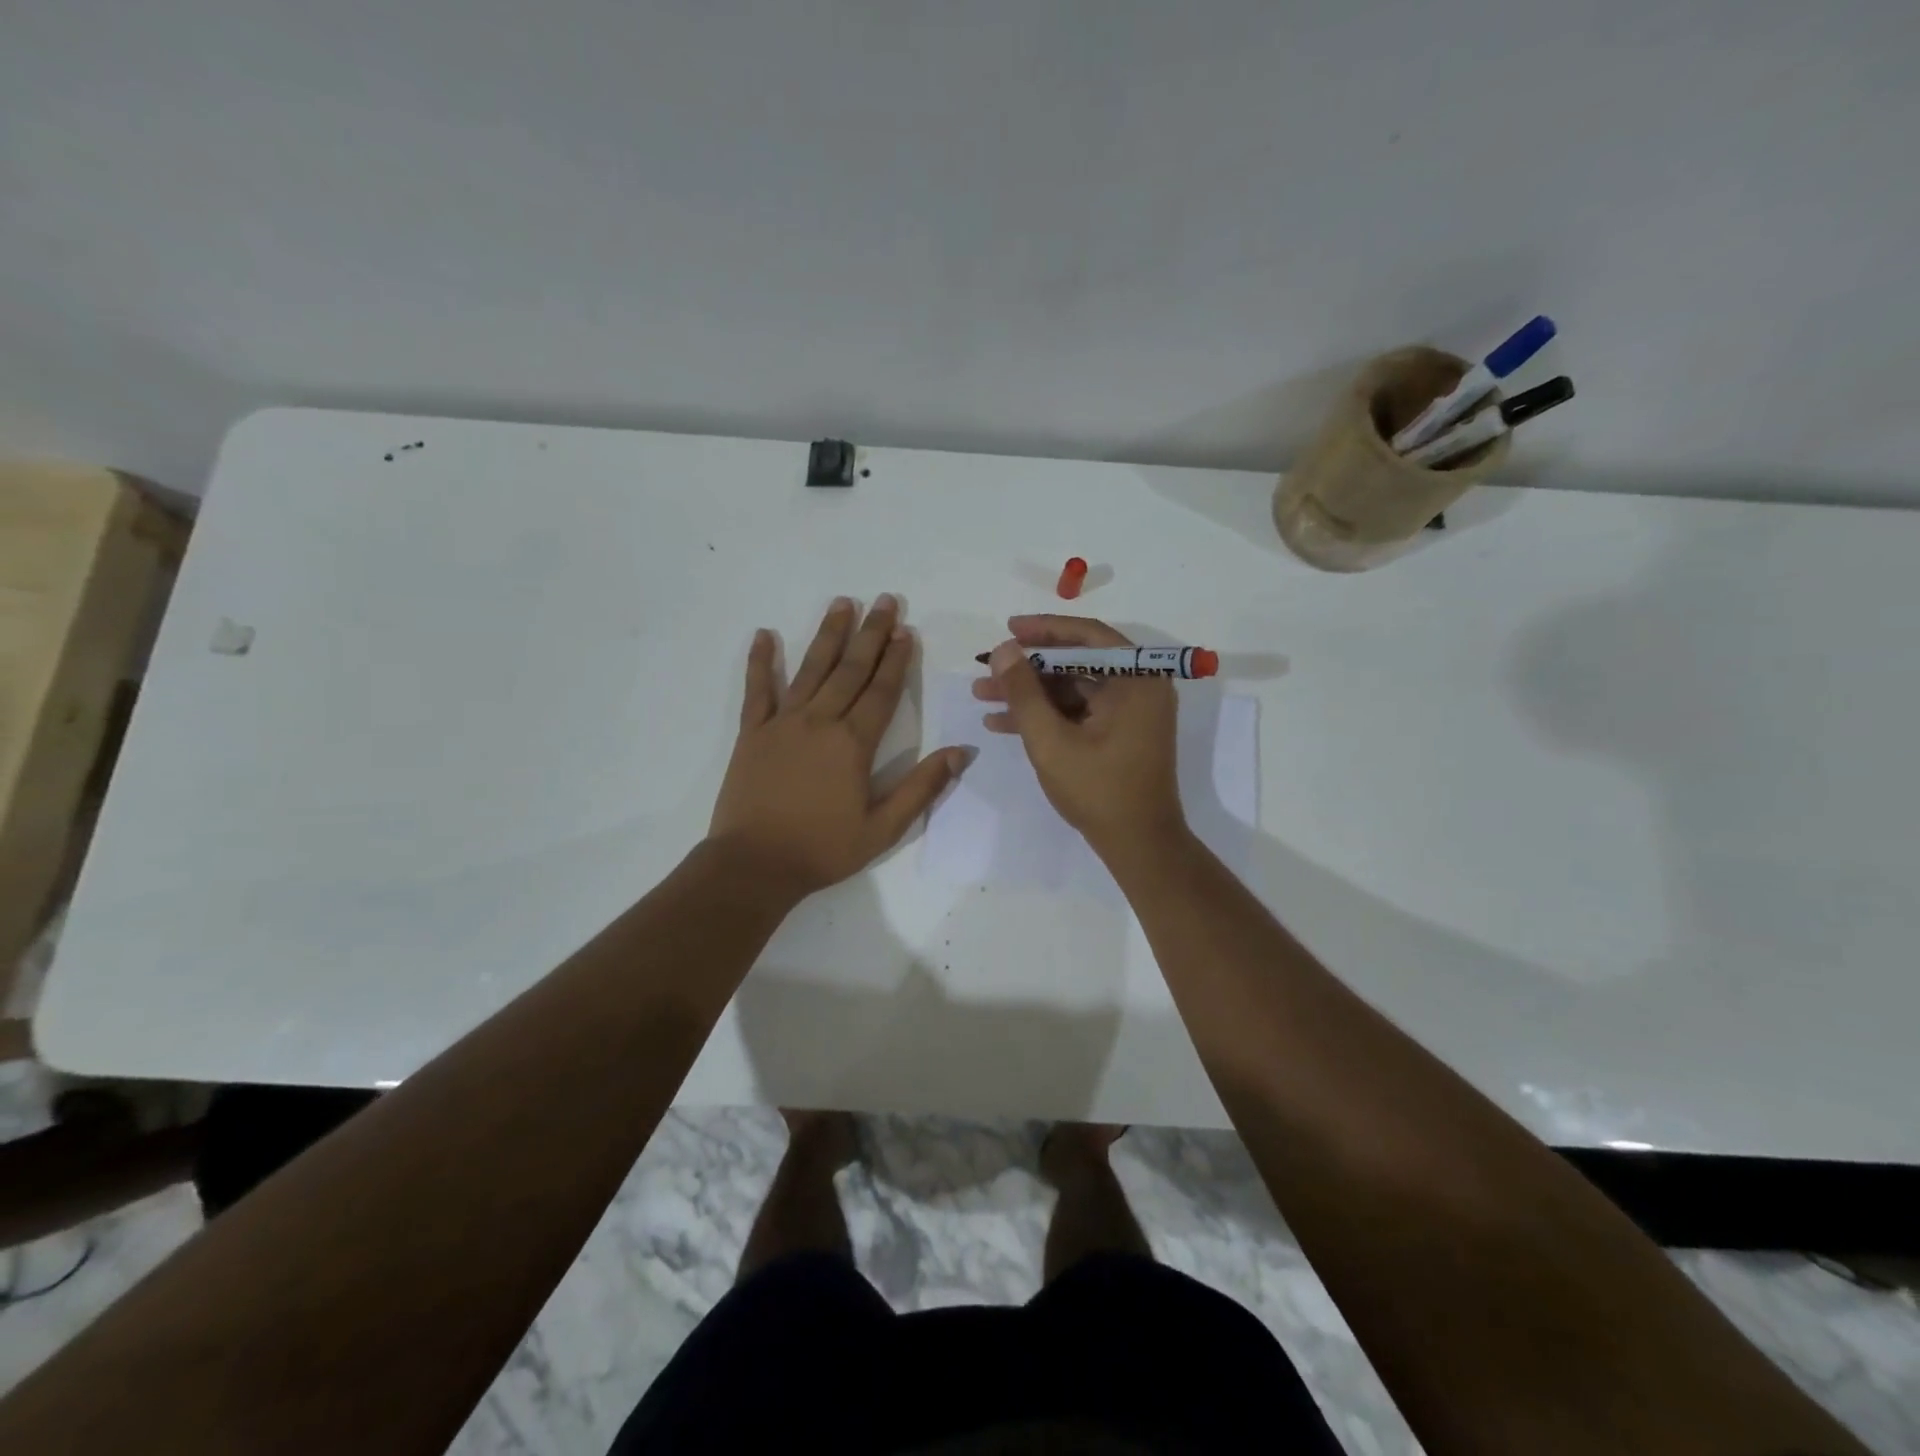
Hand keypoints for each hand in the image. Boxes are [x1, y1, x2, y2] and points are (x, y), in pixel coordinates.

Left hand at [709, 595, 969, 898]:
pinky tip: (765, 635)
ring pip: (810, 669)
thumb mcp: (884, 828)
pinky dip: (761, 661)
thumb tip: (961, 752)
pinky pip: (757, 690)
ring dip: (828, 634)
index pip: (882, 691)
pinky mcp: (753, 733)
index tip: (907, 630)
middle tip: (885, 600)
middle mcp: (820, 722)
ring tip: (842, 603)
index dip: (897, 659)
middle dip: (871, 634)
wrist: (755, 865)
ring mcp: (783, 723)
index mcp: (853, 743)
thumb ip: (922, 787)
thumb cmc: (823, 849)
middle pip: (851, 669)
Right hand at [971, 614, 1184, 858]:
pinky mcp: (1121, 733)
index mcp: (1137, 679)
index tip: (1008, 629)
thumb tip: (1002, 650)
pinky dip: (1046, 715)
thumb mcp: (1051, 740)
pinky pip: (1079, 712)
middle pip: (1076, 663)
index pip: (1088, 637)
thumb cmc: (1099, 790)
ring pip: (1072, 689)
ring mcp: (1131, 712)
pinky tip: (1003, 722)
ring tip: (983, 696)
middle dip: (1028, 668)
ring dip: (1030, 694)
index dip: (1044, 629)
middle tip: (987, 668)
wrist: (1139, 845)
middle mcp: (1140, 687)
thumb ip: (1023, 692)